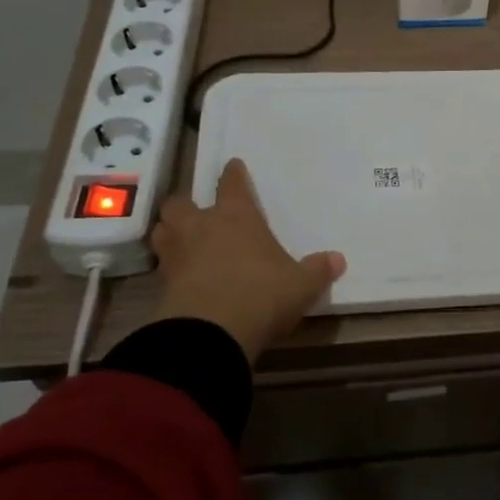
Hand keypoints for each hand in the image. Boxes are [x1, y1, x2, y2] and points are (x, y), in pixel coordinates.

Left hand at [151, 158, 345, 362]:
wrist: (210, 334)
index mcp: (236, 217)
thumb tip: (338, 259)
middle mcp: (201, 227)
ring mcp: (177, 255)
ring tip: (182, 241)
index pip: (231, 184)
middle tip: (196, 213)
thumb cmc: (261, 295)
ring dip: (170, 232)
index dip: (233, 174)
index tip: (233, 166)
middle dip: (186, 205)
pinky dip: (169, 268)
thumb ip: (317, 271)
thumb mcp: (299, 286)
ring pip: (162, 231)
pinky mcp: (162, 285)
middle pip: (180, 203)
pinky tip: (181, 276)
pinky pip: (162, 267)